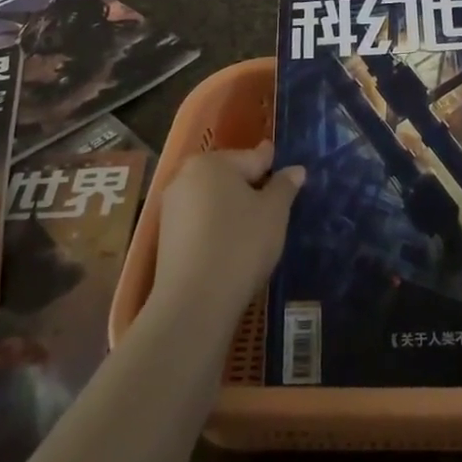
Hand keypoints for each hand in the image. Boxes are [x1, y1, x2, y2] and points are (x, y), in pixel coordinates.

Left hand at [151, 142, 304, 332]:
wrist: (194, 303)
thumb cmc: (240, 245)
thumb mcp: (274, 213)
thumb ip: (284, 186)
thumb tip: (295, 170)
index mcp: (212, 162)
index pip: (252, 158)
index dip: (272, 165)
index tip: (284, 166)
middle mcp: (185, 177)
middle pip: (229, 176)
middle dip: (251, 186)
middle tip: (274, 204)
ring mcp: (171, 208)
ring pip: (213, 199)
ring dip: (233, 208)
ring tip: (255, 227)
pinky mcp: (166, 237)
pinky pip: (200, 222)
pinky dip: (217, 227)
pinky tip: (231, 244)